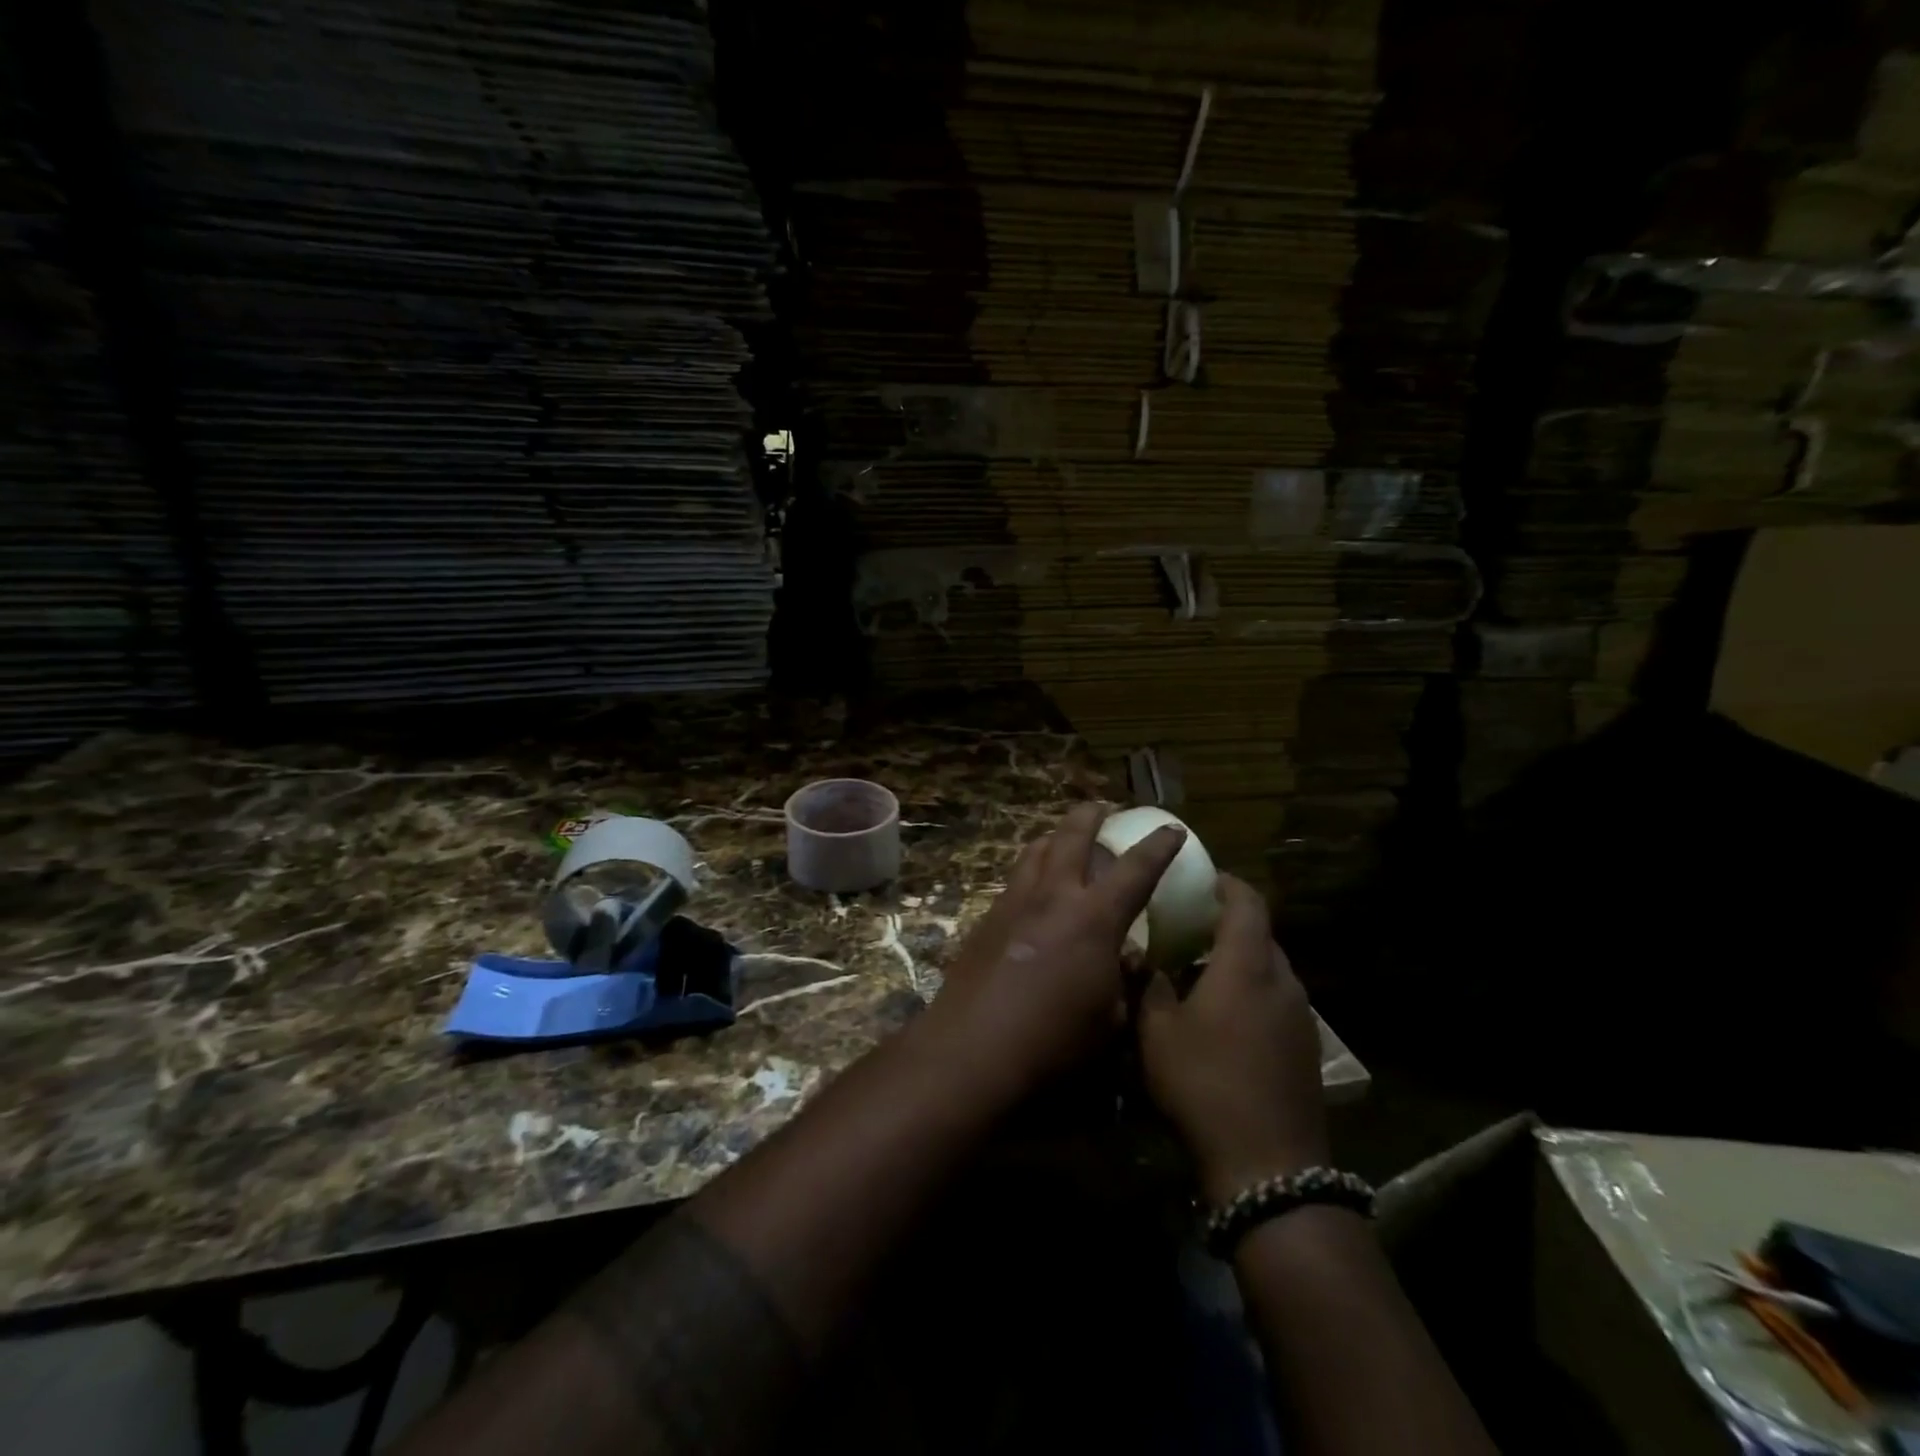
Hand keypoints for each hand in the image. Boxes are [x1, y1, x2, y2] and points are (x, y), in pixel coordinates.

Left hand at [925, 803, 1186, 1096]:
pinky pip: (1015, 877)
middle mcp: (1053, 896)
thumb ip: (1124, 980)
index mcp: (1094, 918)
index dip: (1158, 846)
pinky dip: (1031, 868)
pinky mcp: (987, 917)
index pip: (1135, 869)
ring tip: (1063, 837)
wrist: (973, 1047)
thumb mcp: (1110, 1019)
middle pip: (1073, 836)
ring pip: (1036, 849)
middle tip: (1103, 808)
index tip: (1171, 828)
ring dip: (1055, 836)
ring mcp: (1015, 902)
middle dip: (1092, 815)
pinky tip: (1033, 888)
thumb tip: (1129, 958)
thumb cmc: (1054, 1042)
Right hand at [1136, 875, 1328, 1205]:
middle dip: (1228, 924)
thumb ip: (1149, 985)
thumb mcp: (1157, 1032)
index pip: (1247, 902)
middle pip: (1261, 934)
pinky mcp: (1306, 1047)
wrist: (1269, 1165)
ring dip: (1240, 961)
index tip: (1203, 878)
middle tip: (1189, 928)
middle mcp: (1282, 980)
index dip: (1227, 883)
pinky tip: (1225, 1019)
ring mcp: (1300, 1016)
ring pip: (1270, 969)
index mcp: (1247, 965)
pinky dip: (1253, 992)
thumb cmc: (1204, 1084)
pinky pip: (1277, 1000)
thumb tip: (1141, 958)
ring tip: (1201, 974)